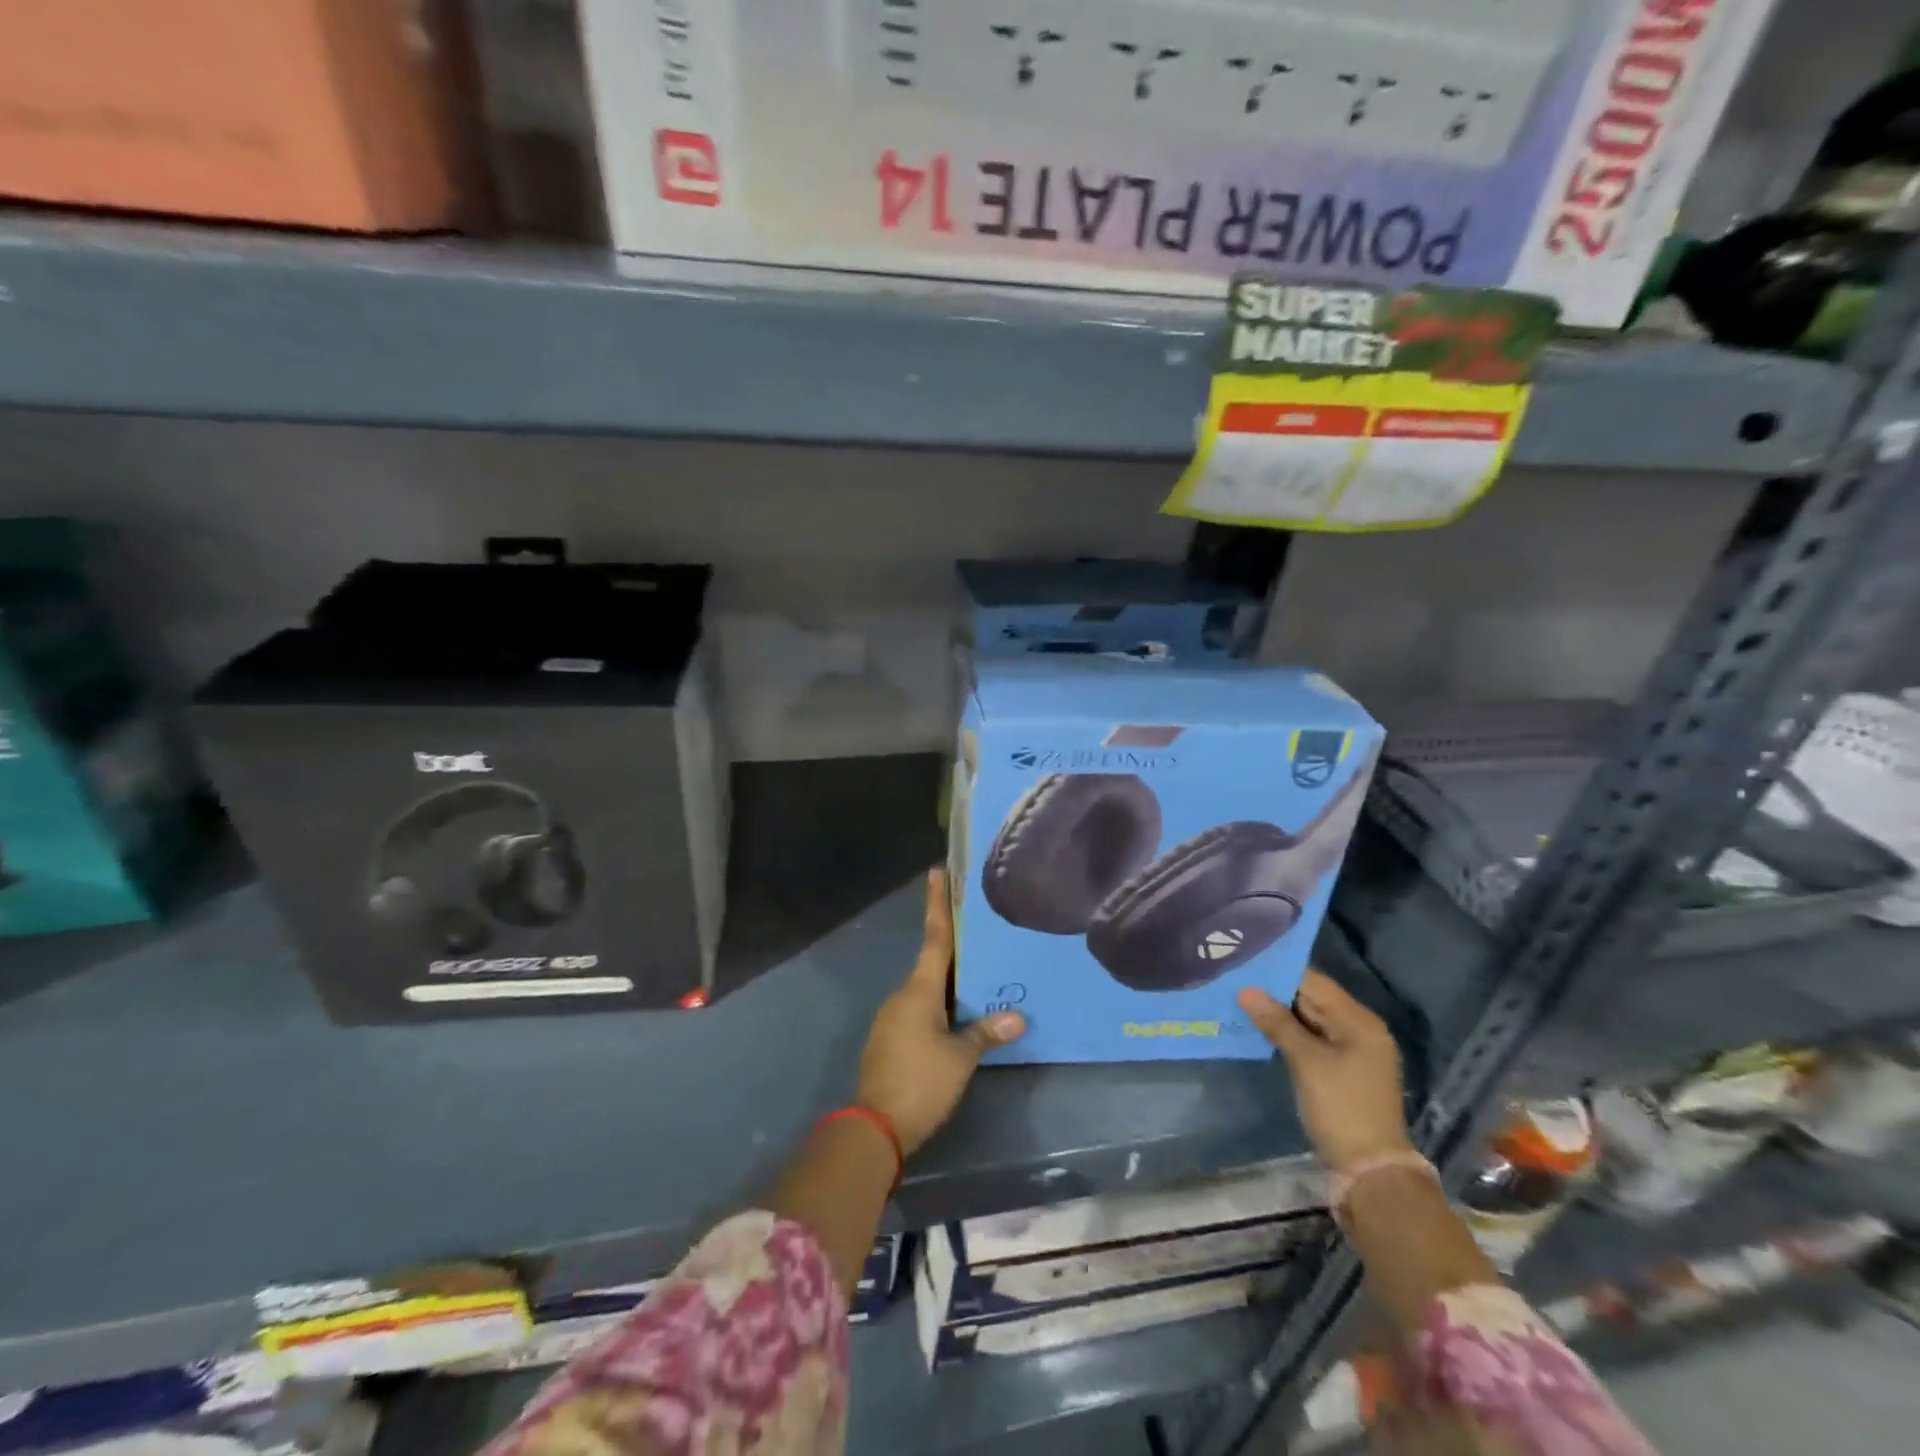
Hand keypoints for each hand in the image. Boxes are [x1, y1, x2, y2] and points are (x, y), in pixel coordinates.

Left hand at [857, 869, 1024, 1154]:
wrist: (873, 1126)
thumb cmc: (921, 1082)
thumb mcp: (960, 1058)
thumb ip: (986, 1033)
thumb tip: (1018, 1017)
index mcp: (919, 990)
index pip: (935, 937)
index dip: (938, 904)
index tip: (937, 872)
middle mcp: (903, 995)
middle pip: (932, 962)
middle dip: (953, 946)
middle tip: (980, 929)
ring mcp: (893, 1017)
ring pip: (927, 989)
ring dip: (949, 981)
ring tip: (980, 975)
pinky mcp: (890, 1039)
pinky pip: (920, 1010)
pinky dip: (939, 1005)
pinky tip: (959, 1014)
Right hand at [1238, 970, 1412, 1172]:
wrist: (1370, 1169)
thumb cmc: (1341, 1107)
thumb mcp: (1307, 1062)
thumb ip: (1277, 1023)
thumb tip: (1246, 990)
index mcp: (1359, 1021)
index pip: (1315, 982)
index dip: (1280, 971)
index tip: (1245, 962)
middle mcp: (1360, 1029)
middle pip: (1313, 998)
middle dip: (1276, 991)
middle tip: (1236, 978)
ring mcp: (1352, 1050)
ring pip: (1309, 1019)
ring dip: (1279, 1012)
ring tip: (1240, 998)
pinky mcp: (1341, 1068)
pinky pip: (1311, 1038)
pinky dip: (1288, 1032)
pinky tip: (1259, 1026)